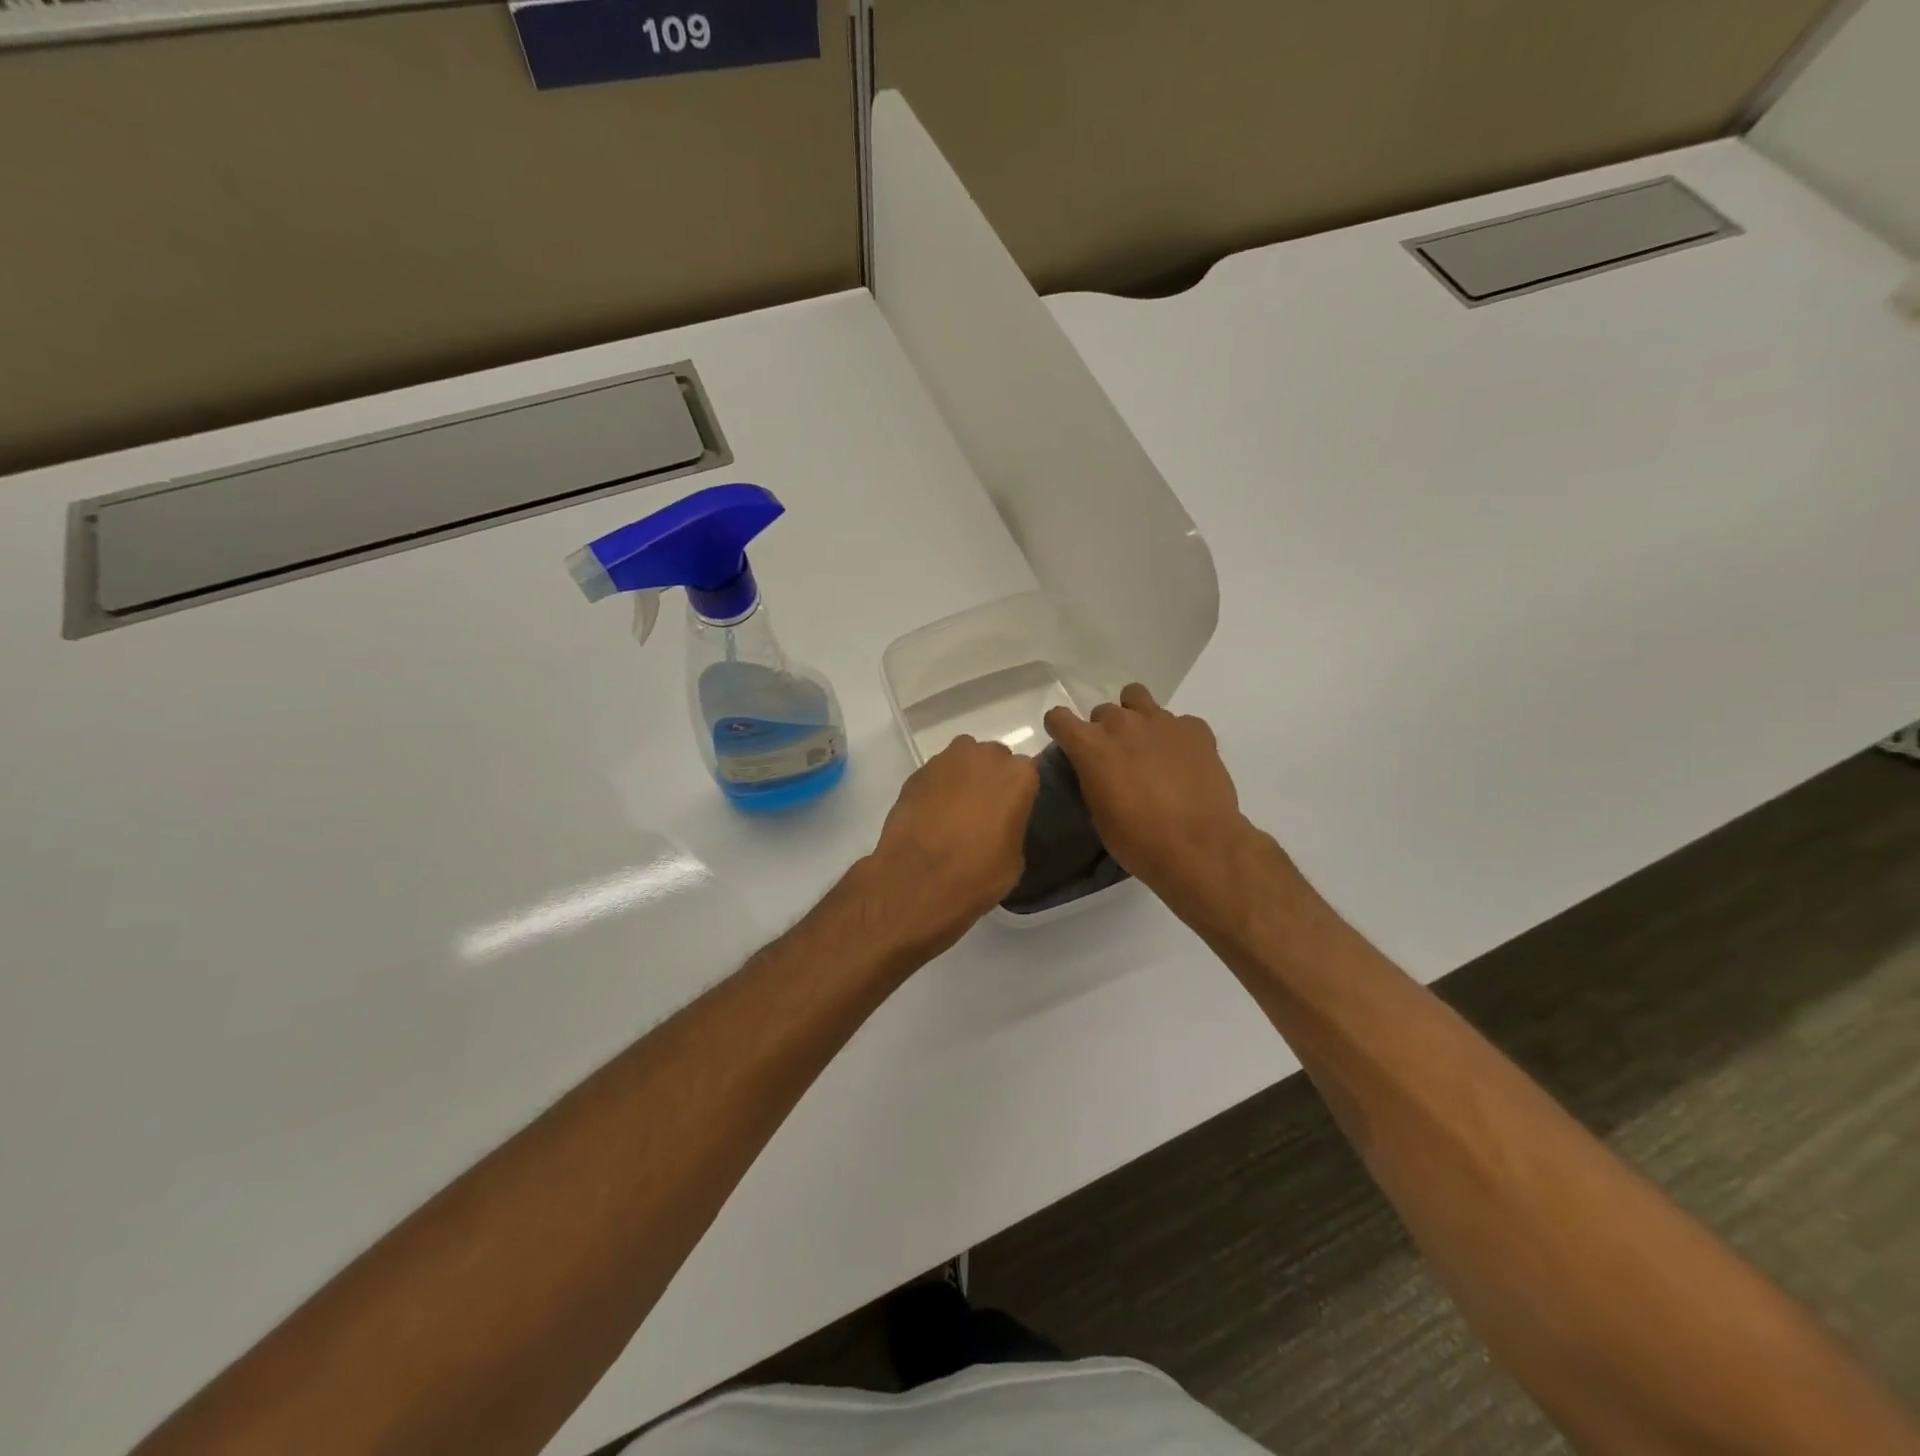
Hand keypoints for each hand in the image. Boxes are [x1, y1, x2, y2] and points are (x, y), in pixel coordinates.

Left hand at [858, 735, 1038, 959]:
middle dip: (989, 779)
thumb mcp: (1014, 859)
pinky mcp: (917, 772)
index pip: (1027, 773)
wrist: (918, 878)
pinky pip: (935, 775)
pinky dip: (936, 789)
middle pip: (993, 760)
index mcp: (1018, 775)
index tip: (1011, 811)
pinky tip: (931, 815)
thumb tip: (1001, 826)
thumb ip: (1012, 827)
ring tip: (954, 811)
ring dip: (962, 779)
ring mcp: (947, 760)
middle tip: (983, 810)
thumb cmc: (977, 872)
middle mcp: (985, 756)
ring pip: (962, 762)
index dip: (1018, 793)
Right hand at [1044, 685, 1276, 923]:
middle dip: (1105, 731)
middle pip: (1102, 712)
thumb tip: (1098, 772)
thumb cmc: (1138, 840)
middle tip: (1117, 759)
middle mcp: (1122, 724)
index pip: (1059, 718)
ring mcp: (1161, 721)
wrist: (1198, 847)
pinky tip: (1183, 761)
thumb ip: (1092, 779)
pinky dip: (1175, 736)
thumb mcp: (1099, 814)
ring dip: (1135, 716)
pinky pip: (1178, 721)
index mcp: (1091, 746)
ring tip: (1146, 745)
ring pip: (1137, 698)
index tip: (1068, 744)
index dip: (1061, 729)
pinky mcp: (1195, 728)